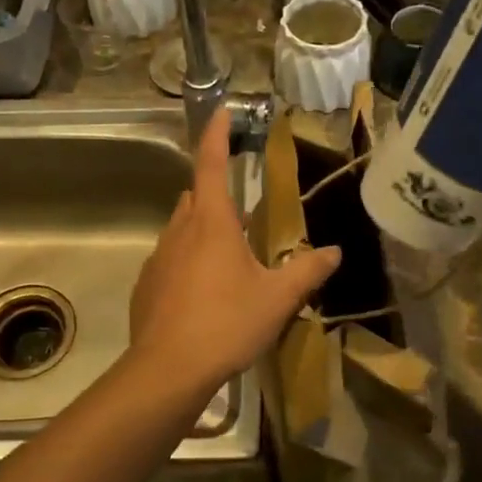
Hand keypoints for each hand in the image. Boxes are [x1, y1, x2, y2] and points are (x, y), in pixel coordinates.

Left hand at [128, 109, 341, 384]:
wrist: (168, 369)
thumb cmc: (227, 323)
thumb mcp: (277, 298)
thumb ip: (307, 271)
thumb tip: (334, 252)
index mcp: (212, 222)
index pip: (210, 163)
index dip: (216, 134)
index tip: (221, 111)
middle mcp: (180, 231)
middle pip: (196, 196)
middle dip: (216, 193)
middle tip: (243, 213)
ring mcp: (158, 258)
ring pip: (181, 229)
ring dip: (203, 231)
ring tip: (229, 259)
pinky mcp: (147, 285)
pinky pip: (170, 260)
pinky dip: (187, 262)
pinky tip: (204, 294)